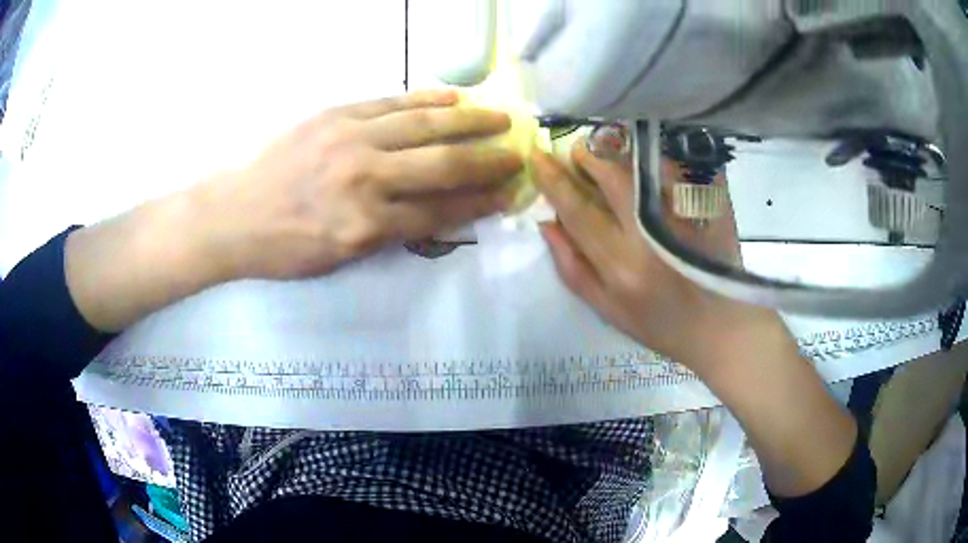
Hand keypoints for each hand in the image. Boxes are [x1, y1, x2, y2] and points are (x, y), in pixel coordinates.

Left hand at [66, 90, 520, 331]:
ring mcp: (350, 140)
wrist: (232, 215)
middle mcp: (365, 179)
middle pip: (441, 165)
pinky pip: (390, 102)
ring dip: (467, 122)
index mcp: (365, 226)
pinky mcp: (335, 115)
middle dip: (487, 159)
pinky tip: (451, 97)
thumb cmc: (283, 247)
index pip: (439, 212)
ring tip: (499, 117)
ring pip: (423, 126)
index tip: (509, 194)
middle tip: (518, 152)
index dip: (479, 203)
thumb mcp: (337, 259)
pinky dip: (425, 99)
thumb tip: (431, 214)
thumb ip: (387, 234)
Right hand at [533, 140, 788, 375]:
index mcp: (621, 266)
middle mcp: (651, 237)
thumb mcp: (607, 310)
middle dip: (588, 157)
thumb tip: (546, 223)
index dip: (554, 181)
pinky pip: (677, 171)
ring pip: (645, 169)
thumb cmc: (660, 325)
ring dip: (619, 154)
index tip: (537, 157)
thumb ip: (572, 268)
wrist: (720, 327)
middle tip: (576, 151)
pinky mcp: (707, 209)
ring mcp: (683, 219)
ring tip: (607, 153)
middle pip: (613, 179)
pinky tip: (648, 163)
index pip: (578, 211)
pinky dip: (656, 160)